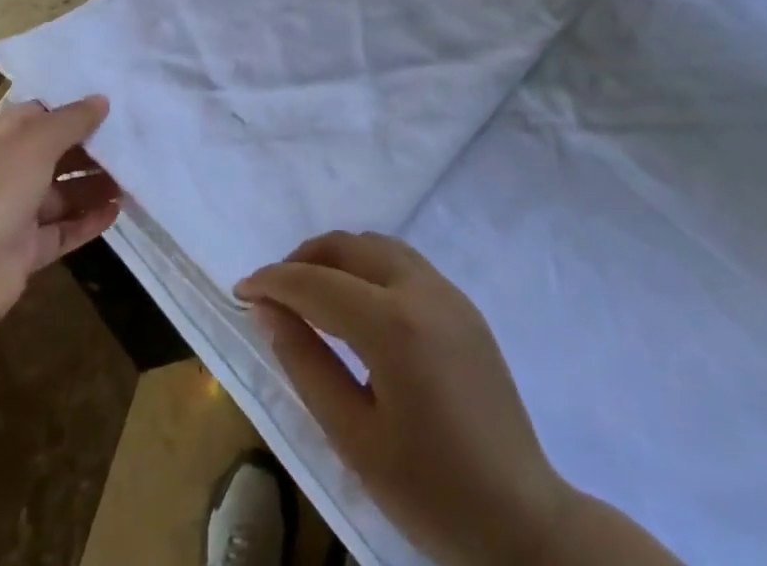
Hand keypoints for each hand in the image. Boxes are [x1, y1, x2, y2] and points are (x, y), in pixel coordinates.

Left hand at [0, 97, 119, 326]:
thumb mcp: (35, 143)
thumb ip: (71, 121)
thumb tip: (101, 99)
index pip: (34, 116)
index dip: (68, 109)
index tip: (107, 106)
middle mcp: (0, 174)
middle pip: (51, 154)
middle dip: (88, 149)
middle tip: (129, 142)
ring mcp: (10, 214)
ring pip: (59, 193)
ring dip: (93, 186)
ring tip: (131, 179)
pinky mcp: (23, 250)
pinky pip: (61, 229)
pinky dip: (86, 220)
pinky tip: (116, 211)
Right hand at [238, 232, 680, 565]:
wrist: (524, 521)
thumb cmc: (430, 491)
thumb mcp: (353, 438)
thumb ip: (305, 364)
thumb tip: (265, 310)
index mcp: (392, 324)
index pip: (316, 282)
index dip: (273, 282)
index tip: (241, 290)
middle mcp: (420, 289)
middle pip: (347, 246)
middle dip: (303, 259)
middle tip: (273, 293)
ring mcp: (447, 292)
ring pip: (376, 245)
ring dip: (337, 257)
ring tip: (310, 294)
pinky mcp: (463, 305)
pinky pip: (403, 263)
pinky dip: (368, 266)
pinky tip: (357, 304)